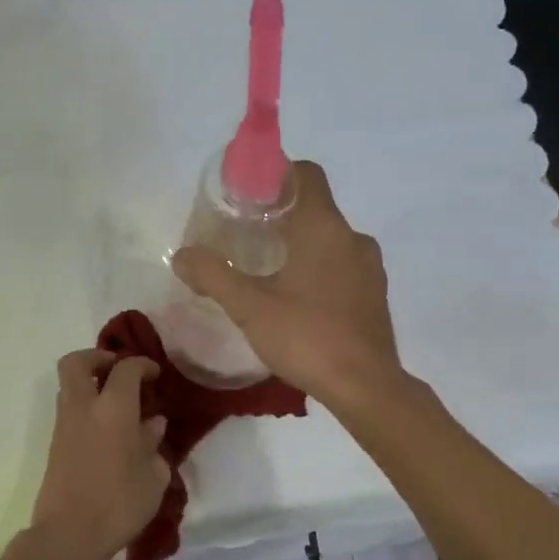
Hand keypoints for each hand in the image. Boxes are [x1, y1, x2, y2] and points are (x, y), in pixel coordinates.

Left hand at [28, 350, 169, 559]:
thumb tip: (151, 424)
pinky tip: (109, 432)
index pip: (126, 368)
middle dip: (98, 358)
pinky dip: (86, 409)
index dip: (142, 365)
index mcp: (113, 408)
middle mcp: (83, 407)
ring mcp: (64, 426)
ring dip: (90, 385)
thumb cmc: (120, 502)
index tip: (155, 375)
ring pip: (69, 387)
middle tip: (119, 371)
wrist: (69, 535)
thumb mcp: (154, 475)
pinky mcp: (55, 446)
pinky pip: (69, 412)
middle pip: (77, 362)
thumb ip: (153, 443)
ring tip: (118, 404)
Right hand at [172, 160, 402, 412]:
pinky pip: (344, 267)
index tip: (249, 195)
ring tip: (270, 271)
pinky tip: (299, 301)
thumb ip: (213, 275)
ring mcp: (370, 267)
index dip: (277, 175)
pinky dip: (321, 270)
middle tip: (247, 236)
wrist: (365, 386)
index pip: (306, 174)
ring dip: (303, 246)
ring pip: (331, 240)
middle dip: (282, 216)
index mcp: (324, 227)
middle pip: (316, 208)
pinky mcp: (376, 295)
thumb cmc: (306, 336)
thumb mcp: (249, 307)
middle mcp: (353, 238)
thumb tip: (181, 255)